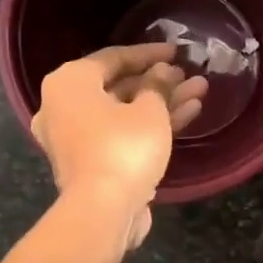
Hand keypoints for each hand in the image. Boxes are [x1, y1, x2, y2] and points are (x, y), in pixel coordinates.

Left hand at [33, 43, 206, 249]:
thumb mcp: (149, 110)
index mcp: (69, 83)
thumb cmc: (123, 148)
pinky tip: (187, 115)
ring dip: (161, 103)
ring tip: (199, 93)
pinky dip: (149, 125)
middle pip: (119, 86)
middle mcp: (63, 106)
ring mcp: (75, 137)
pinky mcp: (90, 162)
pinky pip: (121, 133)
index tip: (177, 52)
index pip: (113, 57)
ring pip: (124, 112)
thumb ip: (158, 85)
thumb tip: (163, 72)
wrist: (102, 211)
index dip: (149, 53)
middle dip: (159, 82)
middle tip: (189, 76)